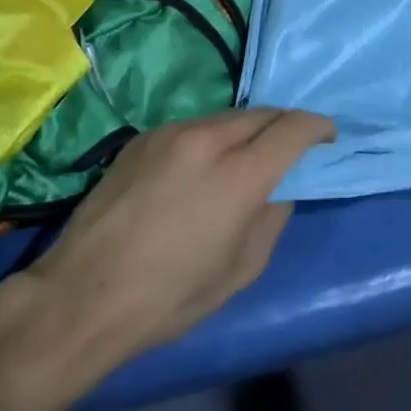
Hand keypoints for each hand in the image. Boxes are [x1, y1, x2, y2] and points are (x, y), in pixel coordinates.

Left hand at [8, 109, 335, 374]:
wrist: (83, 294)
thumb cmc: (171, 296)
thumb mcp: (242, 268)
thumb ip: (272, 217)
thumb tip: (279, 187)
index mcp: (239, 175)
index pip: (293, 128)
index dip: (317, 127)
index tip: (327, 137)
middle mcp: (207, 139)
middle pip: (261, 114)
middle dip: (283, 125)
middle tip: (290, 147)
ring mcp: (170, 133)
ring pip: (226, 117)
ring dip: (246, 131)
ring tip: (245, 158)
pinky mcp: (142, 138)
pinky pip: (192, 127)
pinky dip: (210, 139)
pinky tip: (200, 167)